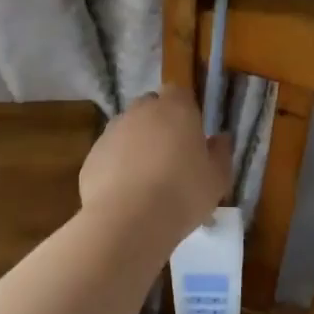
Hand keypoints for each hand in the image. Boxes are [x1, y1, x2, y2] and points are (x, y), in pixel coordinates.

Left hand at [79, 88, 231, 239]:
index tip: (192, 134)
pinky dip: (117, 165)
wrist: (127, 220)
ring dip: (137, 145)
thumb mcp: (217, 179)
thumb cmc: (182, 193)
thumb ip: (221, 153)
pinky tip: (126, 193)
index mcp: (175, 108)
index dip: (185, 110)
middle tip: (171, 156)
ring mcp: (112, 131)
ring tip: (148, 179)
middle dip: (159, 124)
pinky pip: (110, 153)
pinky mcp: (92, 154)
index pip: (179, 93)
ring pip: (128, 129)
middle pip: (151, 107)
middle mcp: (141, 111)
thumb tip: (221, 138)